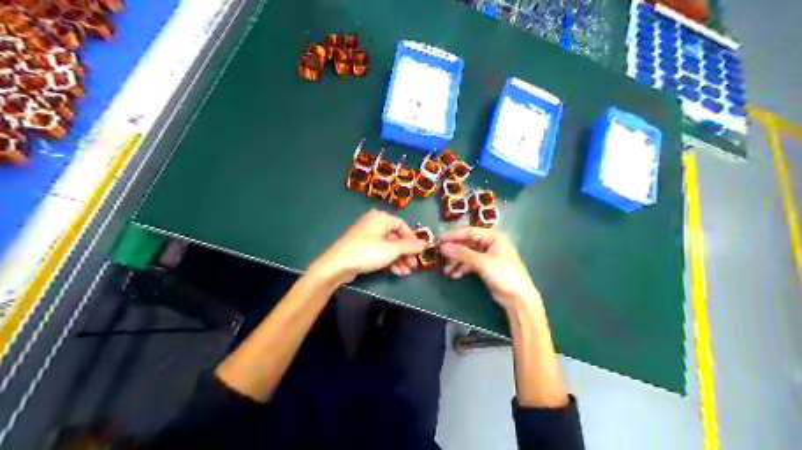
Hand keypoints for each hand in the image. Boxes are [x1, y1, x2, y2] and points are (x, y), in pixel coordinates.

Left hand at [309, 209, 425, 283]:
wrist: (337, 265)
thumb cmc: (367, 252)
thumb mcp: (391, 250)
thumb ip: (409, 246)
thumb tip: (425, 243)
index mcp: (381, 218)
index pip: (402, 225)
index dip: (412, 238)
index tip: (419, 251)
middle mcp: (374, 224)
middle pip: (396, 237)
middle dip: (406, 252)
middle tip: (414, 265)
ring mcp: (367, 236)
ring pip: (388, 246)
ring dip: (399, 259)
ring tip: (406, 272)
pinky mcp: (362, 248)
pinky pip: (380, 251)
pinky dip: (389, 260)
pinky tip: (397, 272)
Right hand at [439, 227, 545, 310]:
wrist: (518, 297)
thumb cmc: (504, 274)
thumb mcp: (482, 262)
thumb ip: (462, 254)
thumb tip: (444, 247)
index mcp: (493, 236)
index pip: (469, 232)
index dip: (453, 235)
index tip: (438, 239)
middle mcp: (490, 243)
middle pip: (467, 243)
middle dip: (454, 250)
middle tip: (440, 256)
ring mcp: (488, 255)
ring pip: (467, 254)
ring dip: (456, 261)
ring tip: (446, 270)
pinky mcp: (486, 267)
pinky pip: (470, 263)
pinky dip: (462, 268)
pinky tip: (454, 275)